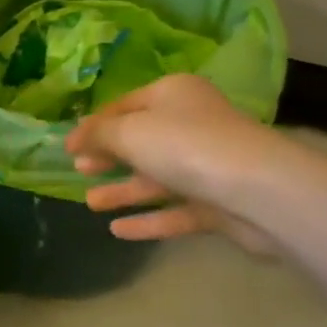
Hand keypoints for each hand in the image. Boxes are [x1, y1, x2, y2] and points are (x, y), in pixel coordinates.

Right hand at [65, 74, 297, 253]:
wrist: (259, 191)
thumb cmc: (185, 145)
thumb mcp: (129, 132)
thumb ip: (97, 134)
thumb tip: (75, 137)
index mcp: (173, 95)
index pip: (124, 105)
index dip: (94, 125)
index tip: (67, 147)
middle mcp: (192, 124)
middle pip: (141, 141)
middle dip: (108, 157)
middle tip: (79, 170)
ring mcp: (207, 165)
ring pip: (157, 177)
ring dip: (123, 190)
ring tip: (91, 203)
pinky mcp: (218, 203)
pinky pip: (176, 210)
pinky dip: (148, 219)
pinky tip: (118, 231)